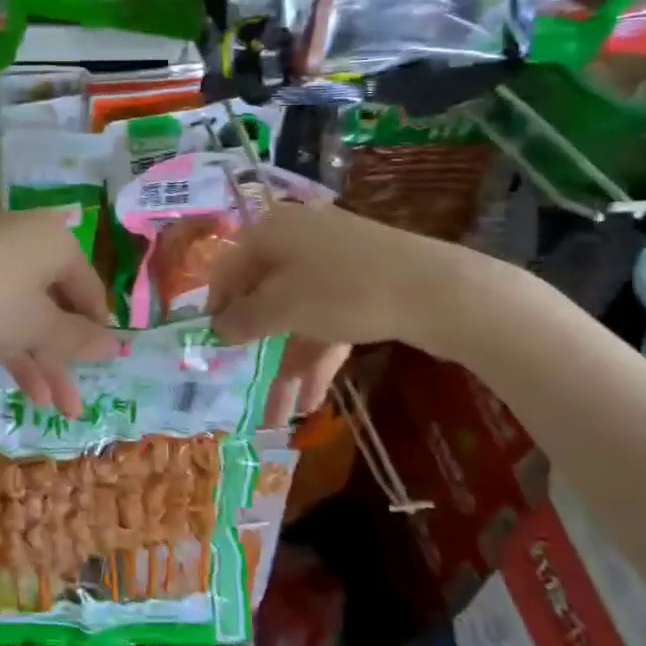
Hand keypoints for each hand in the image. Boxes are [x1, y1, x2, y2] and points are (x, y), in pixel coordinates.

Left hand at [0, 209, 122, 415]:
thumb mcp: (39, 326)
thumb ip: (80, 339)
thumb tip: (118, 345)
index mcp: (58, 242)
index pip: (90, 289)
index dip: (98, 330)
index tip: (102, 365)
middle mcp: (30, 241)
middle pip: (57, 305)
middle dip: (66, 358)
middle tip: (75, 403)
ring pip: (27, 312)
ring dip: (41, 359)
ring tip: (53, 408)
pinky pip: (0, 308)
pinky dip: (13, 342)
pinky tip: (25, 387)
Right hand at [206, 201, 515, 405]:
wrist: (435, 289)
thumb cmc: (342, 290)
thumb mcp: (284, 307)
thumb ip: (244, 318)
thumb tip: (216, 328)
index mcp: (272, 232)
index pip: (229, 268)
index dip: (216, 306)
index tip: (210, 344)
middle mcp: (298, 240)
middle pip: (265, 295)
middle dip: (257, 346)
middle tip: (243, 381)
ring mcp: (333, 262)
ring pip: (298, 314)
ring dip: (288, 362)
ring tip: (281, 413)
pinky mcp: (362, 284)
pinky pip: (327, 319)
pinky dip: (318, 354)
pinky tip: (313, 399)